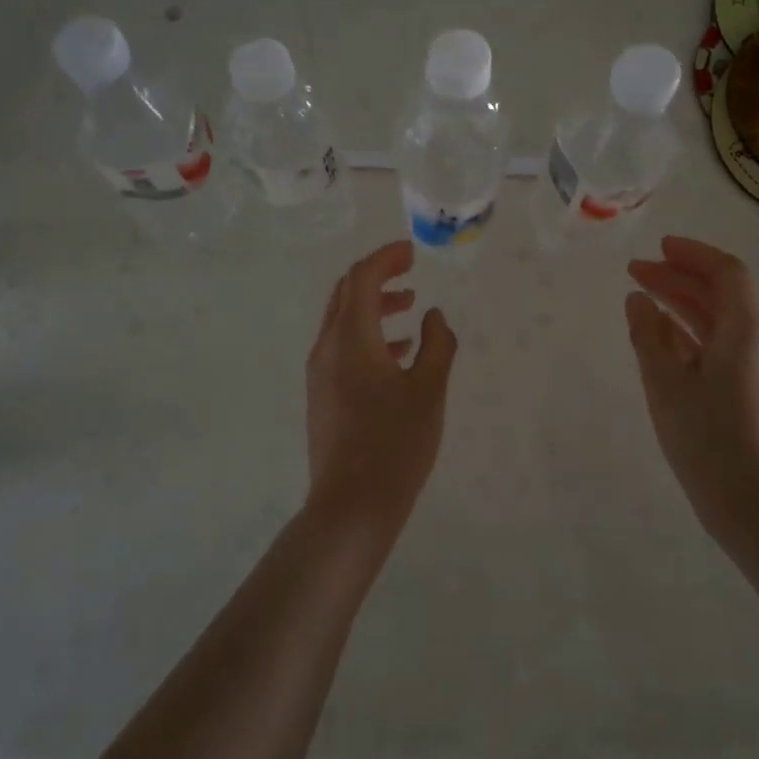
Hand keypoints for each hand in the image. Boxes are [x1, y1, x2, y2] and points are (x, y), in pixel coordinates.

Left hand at [304, 241, 457, 542]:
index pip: (362, 278)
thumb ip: (437, 344)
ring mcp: (320, 373)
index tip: (412, 251)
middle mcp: (327, 347)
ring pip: (343, 321)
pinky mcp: (322, 395)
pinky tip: (398, 353)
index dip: (386, 258)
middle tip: (409, 270)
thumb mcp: (429, 390)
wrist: (351, 506)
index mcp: (351, 338)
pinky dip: (368, 335)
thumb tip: (434, 316)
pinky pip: (342, 347)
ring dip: (373, 306)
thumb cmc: (395, 444)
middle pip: (346, 294)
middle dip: (377, 276)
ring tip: (409, 307)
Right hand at [626, 236, 758, 554]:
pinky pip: (717, 344)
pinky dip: (688, 330)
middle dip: (679, 277)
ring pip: (718, 319)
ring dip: (682, 302)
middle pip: (722, 294)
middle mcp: (756, 343)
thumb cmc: (705, 439)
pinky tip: (660, 336)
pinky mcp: (745, 390)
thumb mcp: (665, 383)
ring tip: (642, 296)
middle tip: (636, 271)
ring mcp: (753, 368)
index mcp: (744, 333)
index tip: (658, 247)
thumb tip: (638, 299)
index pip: (727, 273)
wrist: (749, 504)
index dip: (693, 254)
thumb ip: (648, 335)